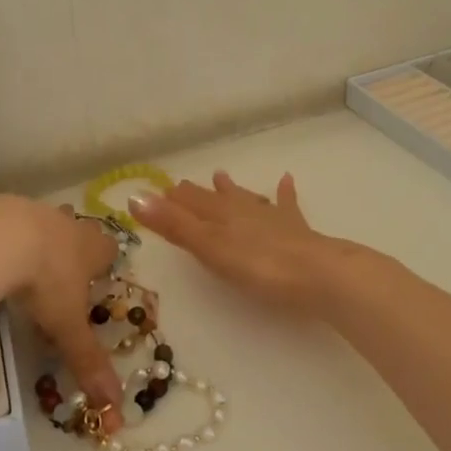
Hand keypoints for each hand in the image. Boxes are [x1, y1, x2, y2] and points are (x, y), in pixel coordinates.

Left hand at [12, 203, 122, 413]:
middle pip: (73, 232)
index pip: (108, 249)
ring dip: (29, 242)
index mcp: (90, 247)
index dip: (102, 263)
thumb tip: (116, 407)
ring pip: (35, 223)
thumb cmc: (45, 280)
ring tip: (14, 270)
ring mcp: (27, 209)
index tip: (94, 281)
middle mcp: (64, 223)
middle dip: (67, 251)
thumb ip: (88, 361)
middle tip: (53, 279)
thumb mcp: (67, 326)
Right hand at [131, 171, 346, 318]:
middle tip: (183, 185)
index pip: (191, 203)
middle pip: (216, 200)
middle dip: (198, 194)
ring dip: (233, 190)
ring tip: (221, 176)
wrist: (317, 274)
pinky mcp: (297, 230)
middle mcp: (244, 211)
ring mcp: (272, 218)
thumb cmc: (258, 265)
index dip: (174, 200)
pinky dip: (284, 192)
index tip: (160, 191)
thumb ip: (173, 225)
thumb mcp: (209, 247)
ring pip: (247, 199)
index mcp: (220, 216)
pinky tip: (286, 179)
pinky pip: (286, 204)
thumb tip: (133, 197)